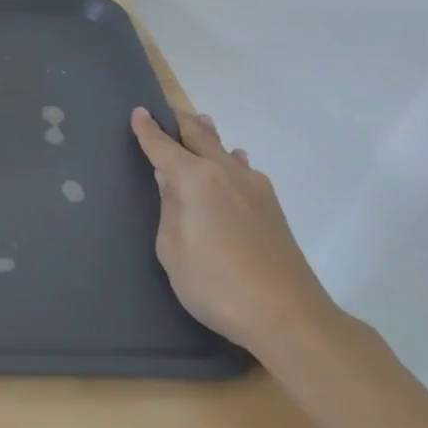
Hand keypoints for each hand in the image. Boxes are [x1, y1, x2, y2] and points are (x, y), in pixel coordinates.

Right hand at [130, 106, 337, 355]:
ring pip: (225, 150)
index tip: (138, 112)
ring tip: (200, 123)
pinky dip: (230, 158)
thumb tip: (170, 182)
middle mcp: (226, 173)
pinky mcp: (272, 208)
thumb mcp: (172, 248)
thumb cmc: (216, 283)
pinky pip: (244, 169)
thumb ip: (169, 208)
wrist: (289, 317)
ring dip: (209, 136)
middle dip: (180, 122)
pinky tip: (234, 161)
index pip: (164, 146)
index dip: (148, 130)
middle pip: (200, 137)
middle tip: (166, 110)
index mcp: (196, 179)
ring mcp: (255, 189)